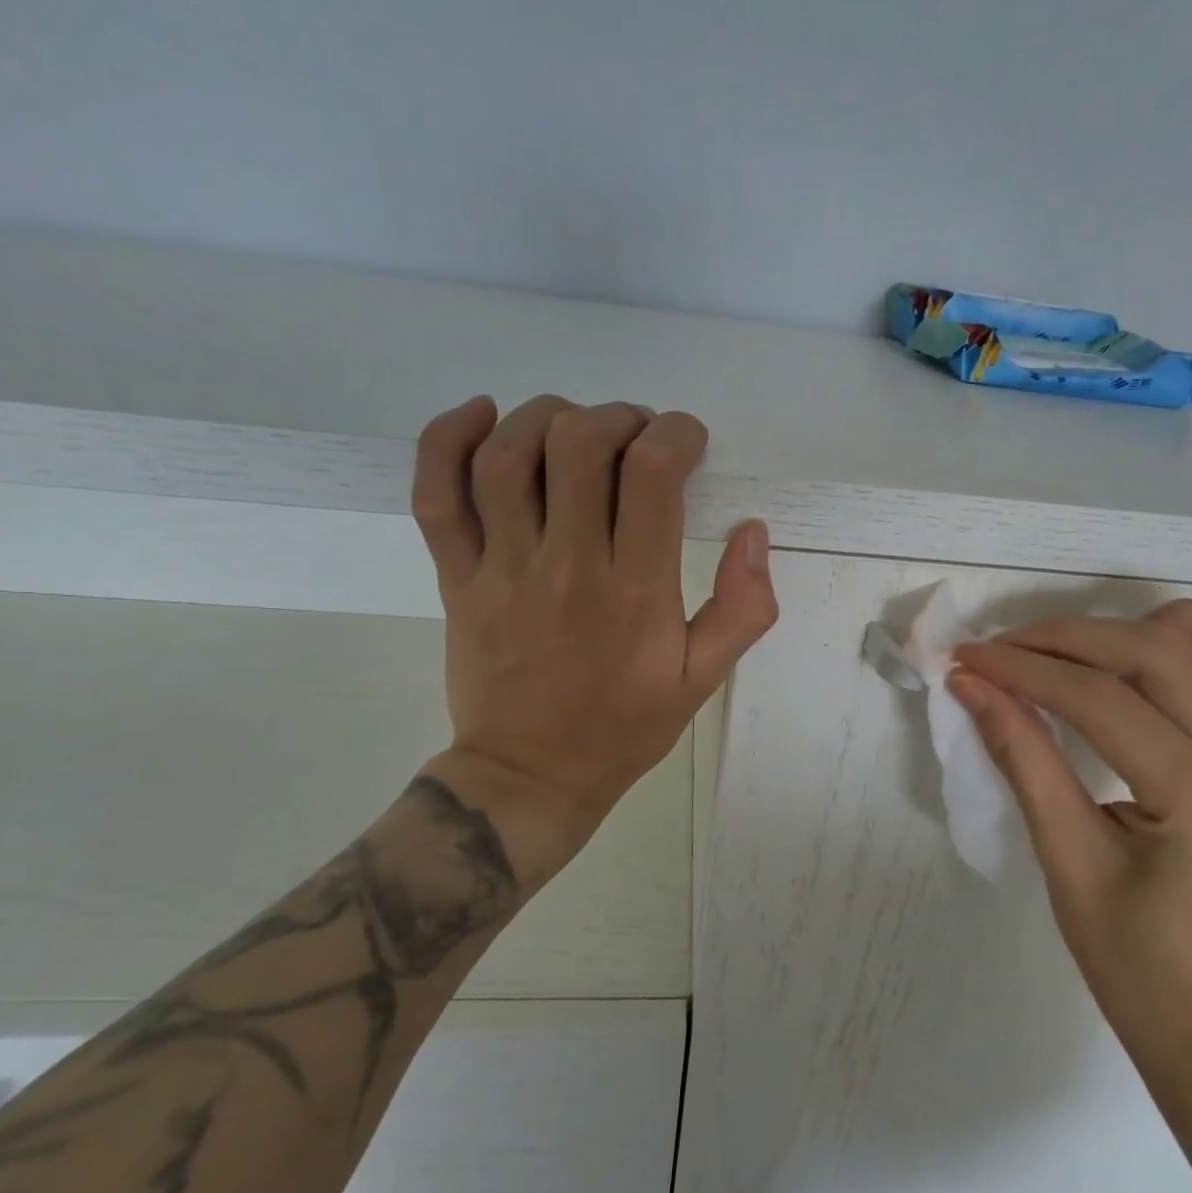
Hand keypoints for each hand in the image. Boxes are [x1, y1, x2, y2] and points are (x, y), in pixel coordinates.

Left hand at [409, 395, 778, 875]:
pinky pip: (437, 496)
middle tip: (635, 437)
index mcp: (635, 591)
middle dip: (617, 418)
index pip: (653, 472)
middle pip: (579, 444)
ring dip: (546, 417)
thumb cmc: (624, 728)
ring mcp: (502, 570)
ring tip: (575, 427)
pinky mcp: (457, 578)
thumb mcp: (703, 680)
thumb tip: (753, 532)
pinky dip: (449, 440)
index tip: (687, 444)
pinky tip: (482, 416)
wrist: (531, 776)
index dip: (676, 434)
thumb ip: (743, 609)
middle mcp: (568, 566)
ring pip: (508, 456)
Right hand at [948, 601, 1191, 1088]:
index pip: (1102, 701)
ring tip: (1104, 651)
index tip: (967, 659)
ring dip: (1172, 627)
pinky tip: (1174, 684)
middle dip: (1071, 638)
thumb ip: (1022, 758)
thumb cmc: (1131, 963)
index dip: (1025, 670)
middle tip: (1007, 651)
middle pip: (1164, 653)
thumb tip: (973, 686)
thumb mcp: (1065, 861)